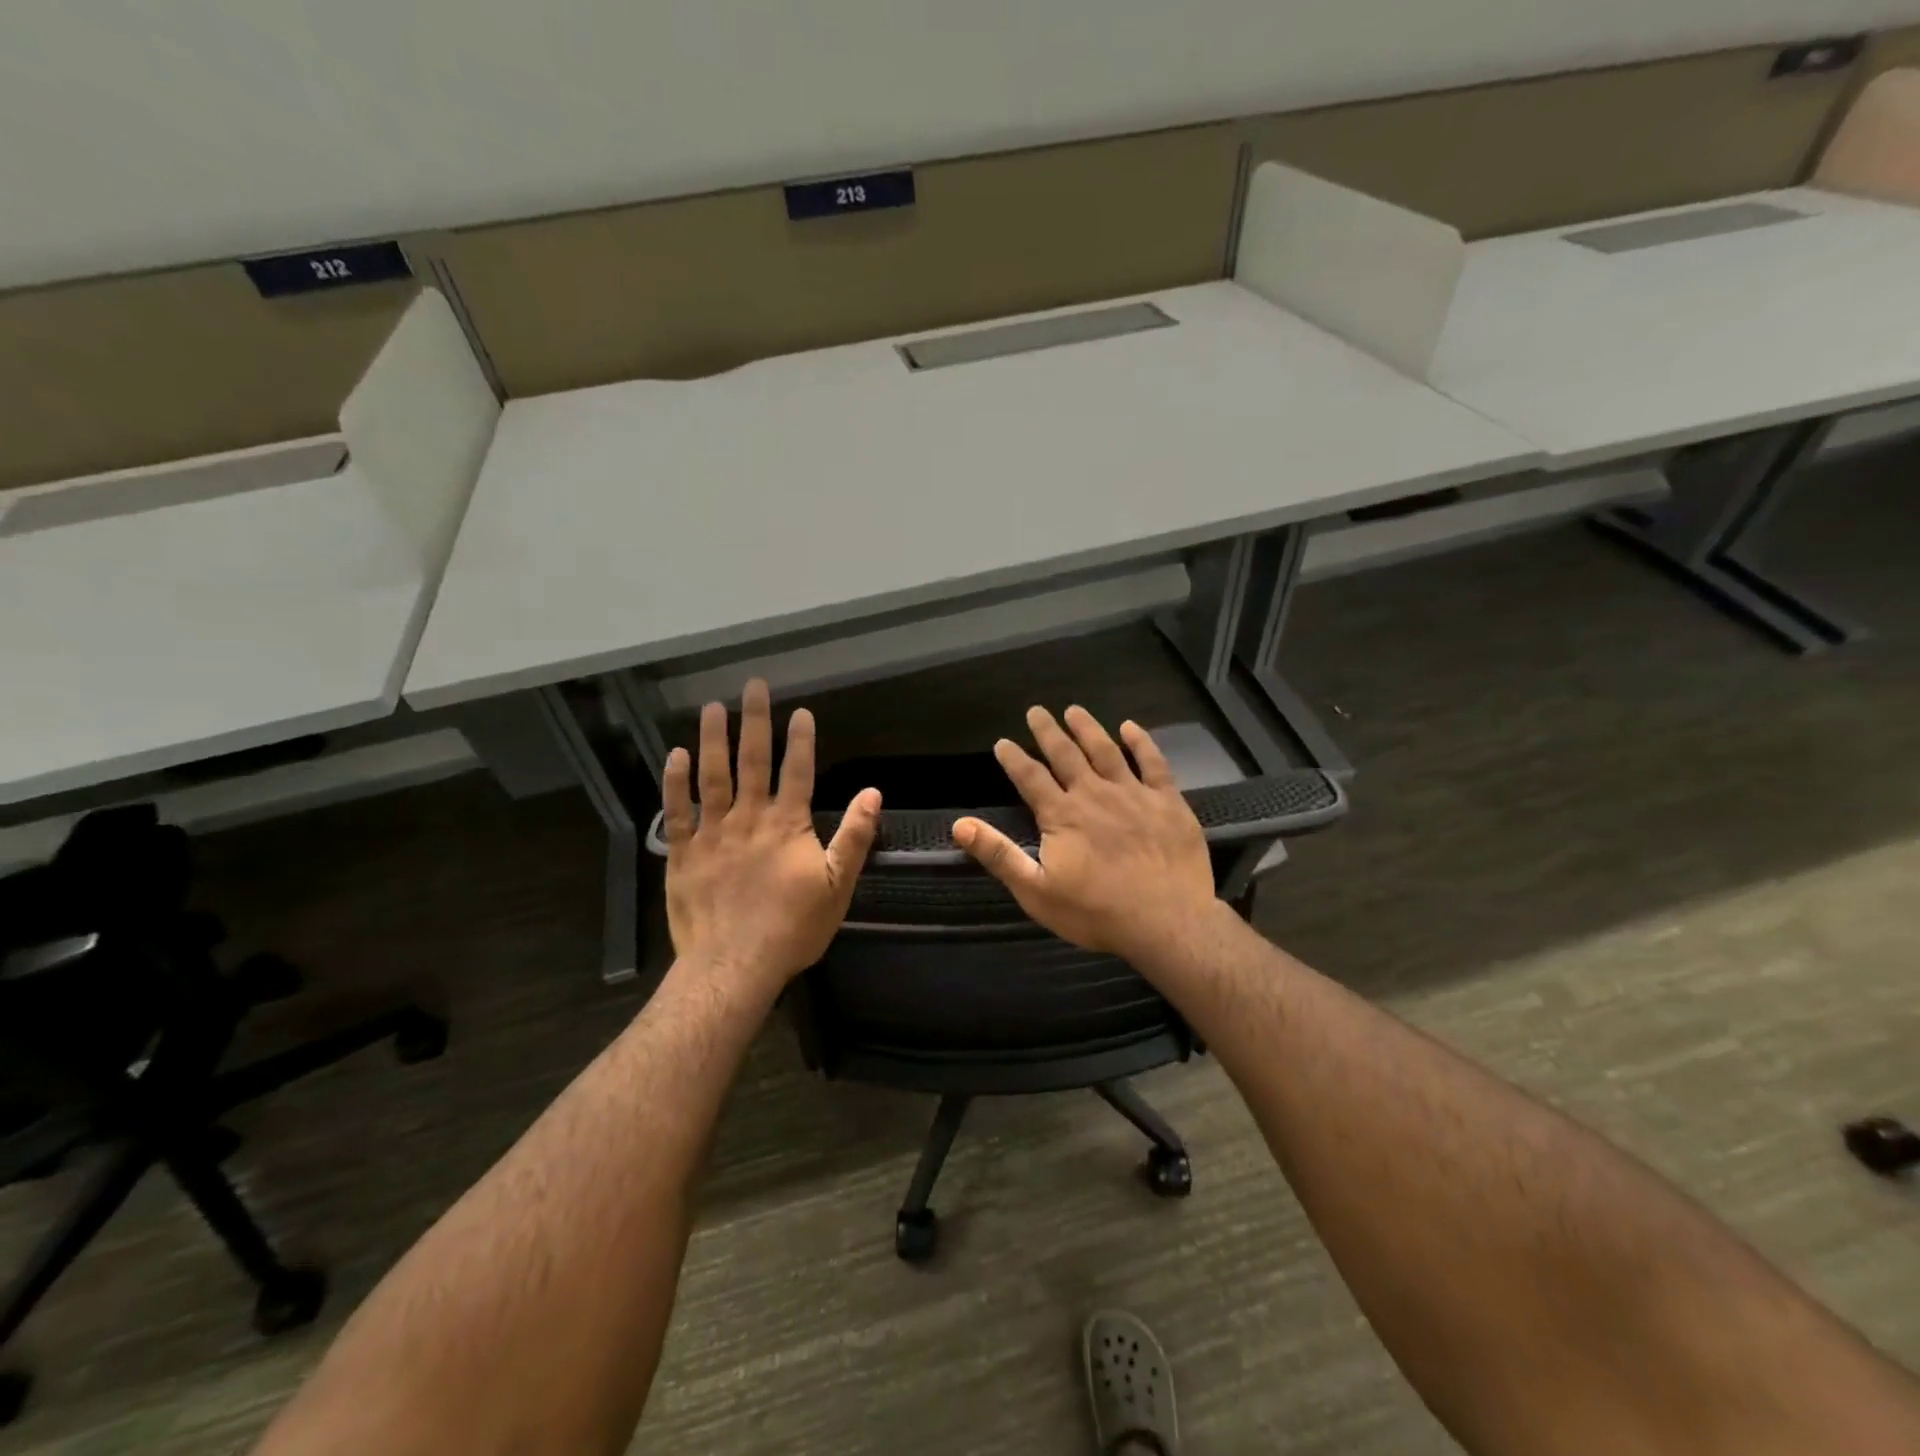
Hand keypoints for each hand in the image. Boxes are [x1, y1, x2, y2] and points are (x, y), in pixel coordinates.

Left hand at [661, 680, 880, 997]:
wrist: (733, 966)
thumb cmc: (792, 928)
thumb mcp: (838, 886)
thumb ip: (855, 837)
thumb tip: (874, 793)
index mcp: (787, 825)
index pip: (797, 771)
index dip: (800, 739)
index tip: (800, 710)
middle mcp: (748, 818)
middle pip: (752, 761)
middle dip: (754, 722)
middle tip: (752, 687)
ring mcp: (712, 833)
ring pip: (712, 776)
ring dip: (712, 739)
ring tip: (712, 707)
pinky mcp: (683, 853)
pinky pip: (677, 810)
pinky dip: (675, 782)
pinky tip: (674, 755)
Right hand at [953, 706, 1219, 963]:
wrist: (1166, 922)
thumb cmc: (1096, 912)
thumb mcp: (1036, 891)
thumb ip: (999, 855)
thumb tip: (959, 825)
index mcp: (1062, 815)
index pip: (1030, 777)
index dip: (1014, 758)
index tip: (1002, 742)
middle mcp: (1094, 794)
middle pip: (1066, 754)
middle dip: (1048, 731)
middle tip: (1036, 711)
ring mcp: (1134, 794)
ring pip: (1106, 750)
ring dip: (1088, 728)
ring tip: (1074, 710)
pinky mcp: (1167, 801)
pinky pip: (1153, 763)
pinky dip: (1141, 742)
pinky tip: (1131, 727)